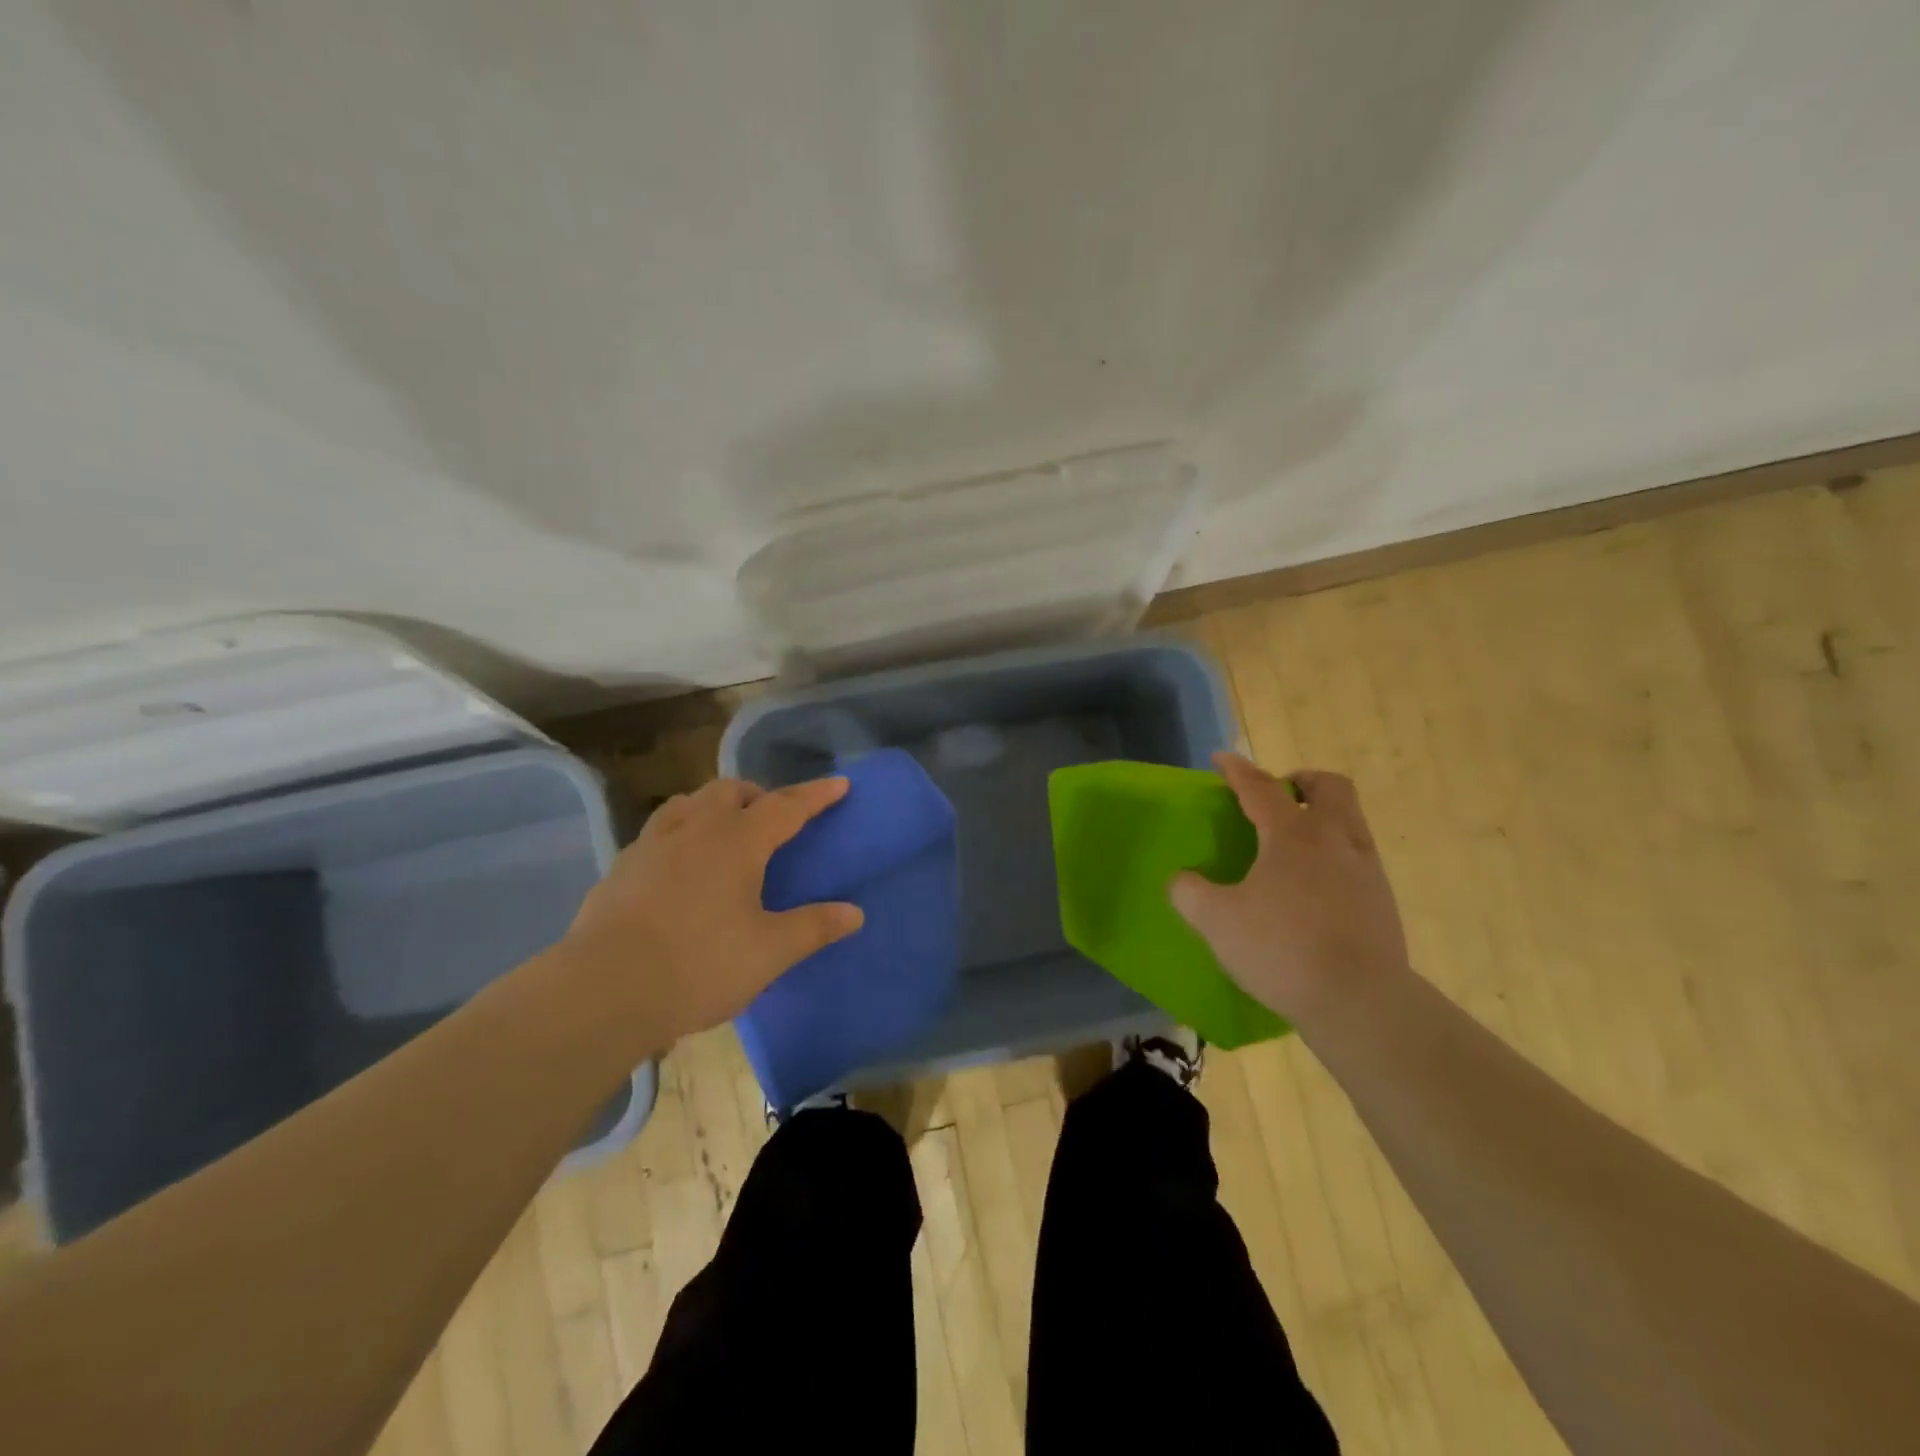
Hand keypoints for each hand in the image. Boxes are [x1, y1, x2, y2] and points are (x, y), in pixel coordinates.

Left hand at [561, 776, 863, 1045]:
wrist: (603, 991)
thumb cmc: (699, 965)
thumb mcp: (768, 952)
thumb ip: (813, 927)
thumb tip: (855, 913)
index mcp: (737, 841)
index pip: (786, 805)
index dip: (816, 795)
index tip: (840, 784)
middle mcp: (694, 829)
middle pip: (730, 790)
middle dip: (758, 796)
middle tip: (773, 821)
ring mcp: (651, 845)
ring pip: (688, 803)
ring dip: (714, 807)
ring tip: (725, 834)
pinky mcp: (620, 869)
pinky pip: (659, 833)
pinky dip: (681, 835)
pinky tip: (680, 869)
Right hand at [1170, 752, 1411, 1027]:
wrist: (1360, 1001)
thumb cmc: (1282, 949)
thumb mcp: (1216, 921)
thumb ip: (1189, 892)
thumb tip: (1182, 879)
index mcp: (1292, 835)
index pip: (1261, 788)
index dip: (1237, 770)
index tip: (1221, 759)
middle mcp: (1335, 839)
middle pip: (1329, 787)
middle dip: (1302, 781)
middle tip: (1278, 796)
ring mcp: (1366, 869)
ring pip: (1350, 820)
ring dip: (1322, 816)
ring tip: (1294, 843)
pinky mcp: (1382, 900)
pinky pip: (1357, 857)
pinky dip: (1334, 854)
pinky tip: (1314, 886)